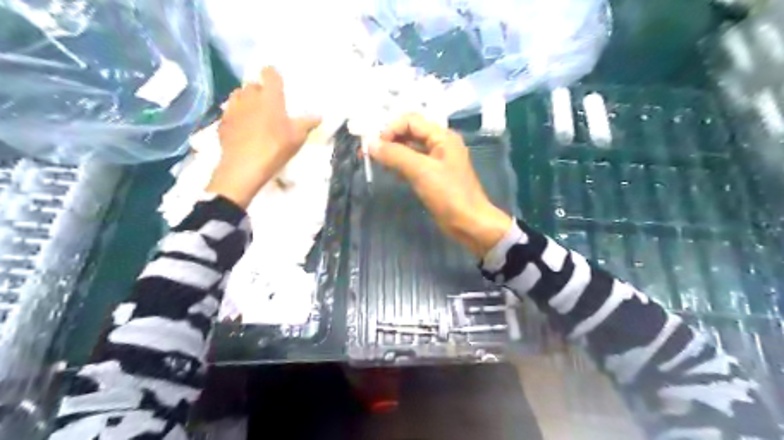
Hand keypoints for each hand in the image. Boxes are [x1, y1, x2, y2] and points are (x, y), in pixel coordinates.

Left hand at [206, 66, 323, 207]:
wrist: (244, 166)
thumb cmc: (275, 147)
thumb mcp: (297, 137)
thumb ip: (307, 123)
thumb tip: (319, 115)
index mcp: (269, 96)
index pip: (269, 73)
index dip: (273, 75)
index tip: (278, 82)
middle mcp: (249, 96)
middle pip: (253, 84)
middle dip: (260, 90)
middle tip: (269, 103)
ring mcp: (233, 108)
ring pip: (238, 95)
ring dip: (246, 100)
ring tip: (254, 112)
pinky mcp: (223, 122)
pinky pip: (230, 112)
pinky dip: (237, 115)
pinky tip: (242, 128)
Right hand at [370, 113, 515, 257]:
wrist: (469, 223)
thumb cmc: (448, 195)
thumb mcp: (421, 171)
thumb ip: (395, 155)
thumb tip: (369, 144)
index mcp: (442, 136)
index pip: (410, 120)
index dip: (391, 129)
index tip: (376, 147)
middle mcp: (440, 143)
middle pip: (410, 132)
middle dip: (389, 140)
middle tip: (370, 154)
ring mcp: (438, 160)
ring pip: (411, 148)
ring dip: (393, 152)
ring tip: (376, 162)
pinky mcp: (434, 175)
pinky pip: (414, 163)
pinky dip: (401, 165)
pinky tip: (390, 172)